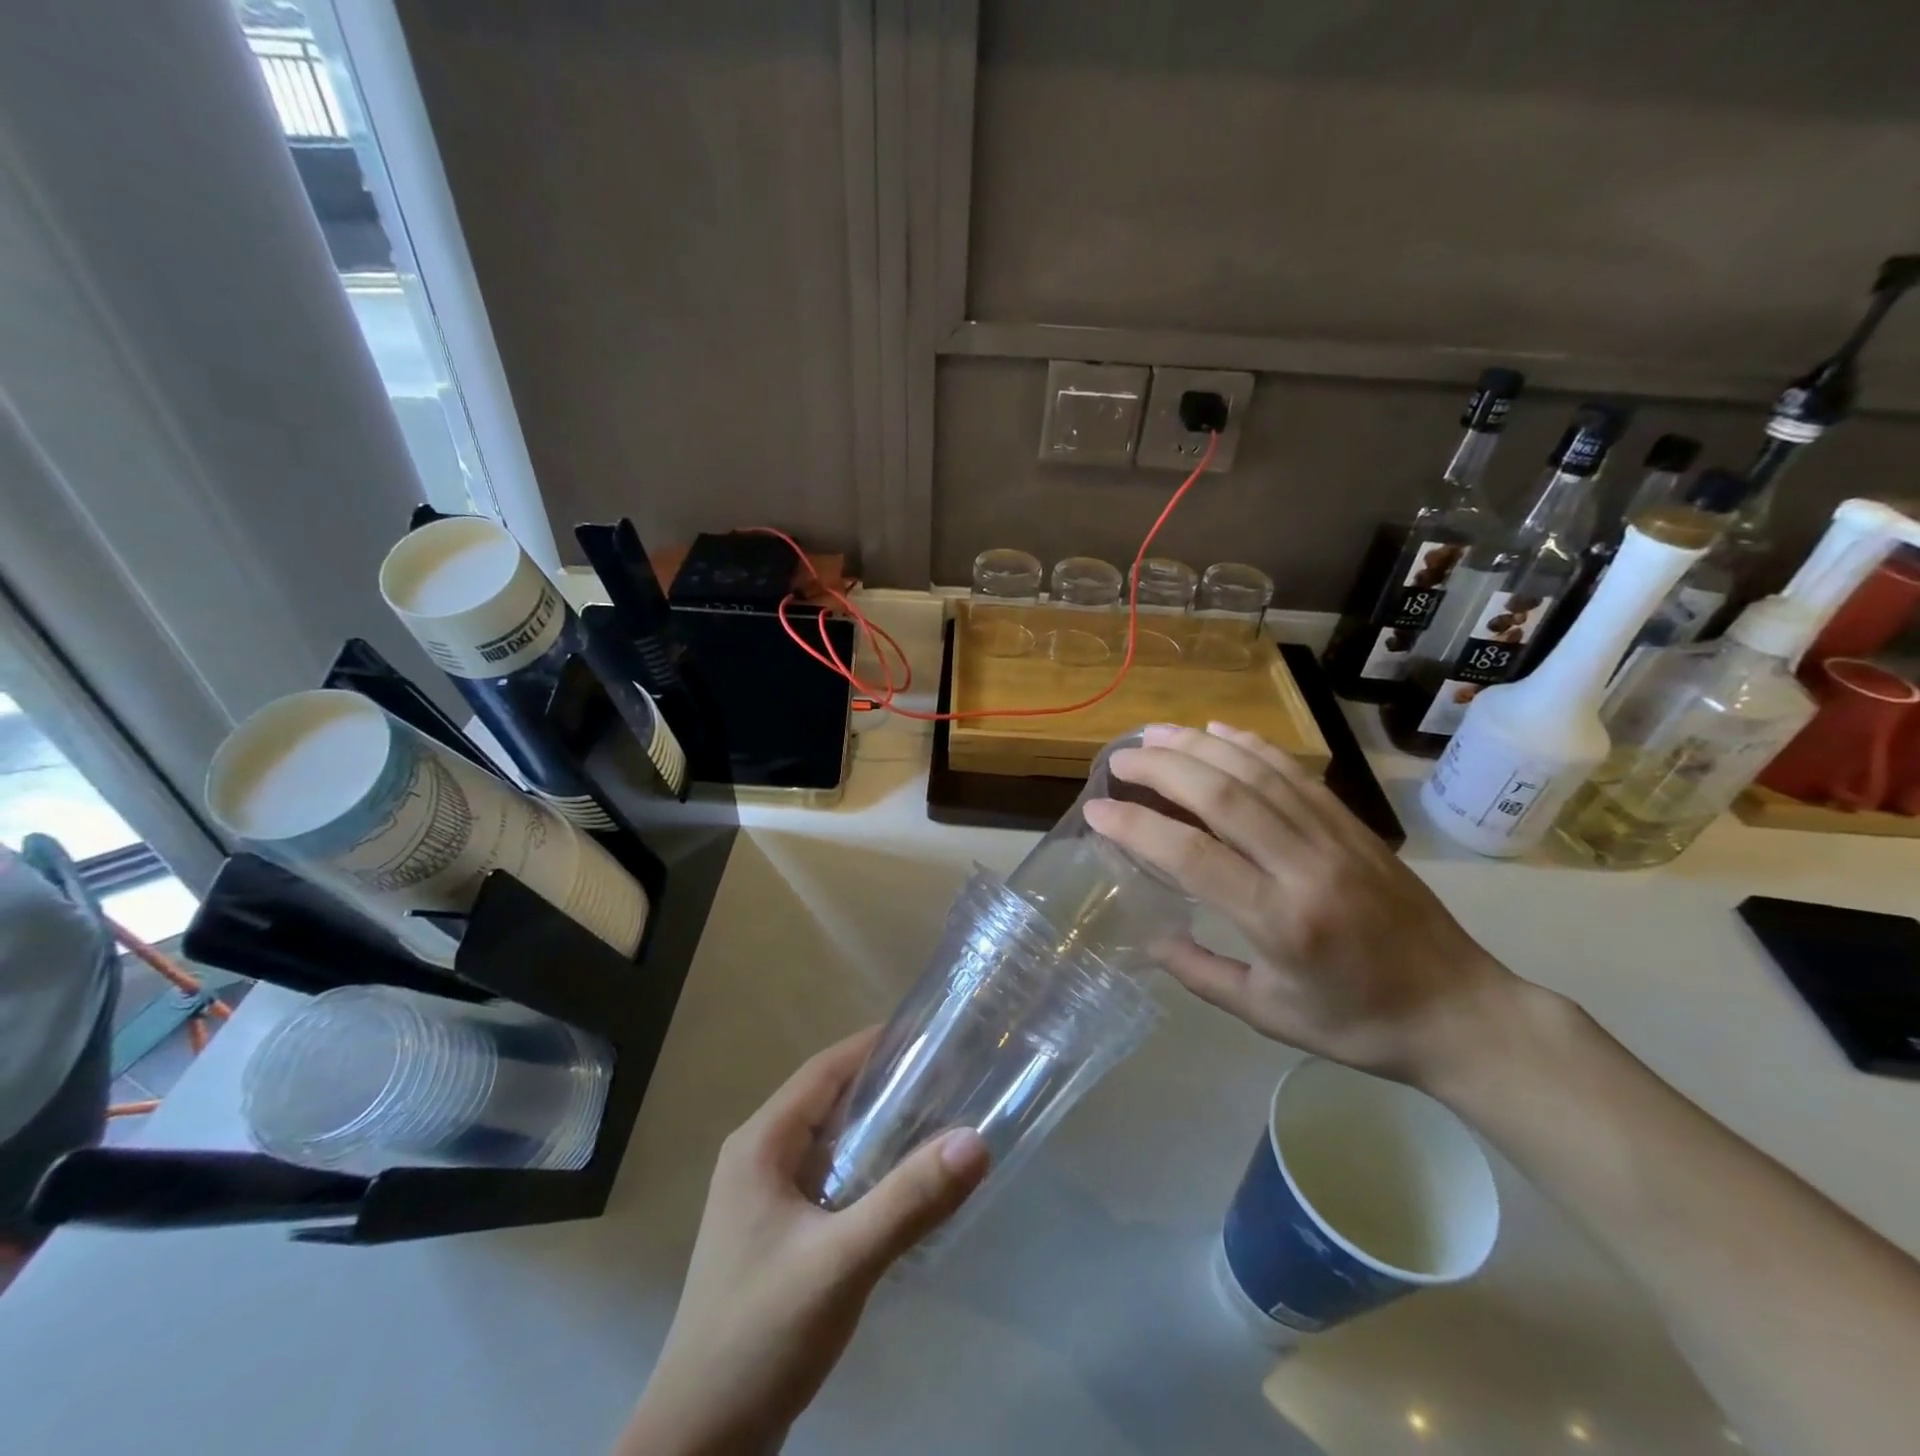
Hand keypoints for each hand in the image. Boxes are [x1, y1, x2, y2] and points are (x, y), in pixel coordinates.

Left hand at [618, 1029, 989, 1455]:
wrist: (702, 1441)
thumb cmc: (761, 1333)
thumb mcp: (841, 1262)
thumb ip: (908, 1200)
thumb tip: (976, 1140)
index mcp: (761, 1143)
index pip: (825, 1069)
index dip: (875, 1046)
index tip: (930, 1035)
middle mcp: (759, 1157)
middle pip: (830, 1100)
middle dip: (885, 1084)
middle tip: (949, 1076)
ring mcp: (765, 1197)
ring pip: (832, 1141)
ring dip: (879, 1128)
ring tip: (939, 1119)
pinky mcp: (779, 1232)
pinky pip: (831, 1177)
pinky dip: (868, 1167)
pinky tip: (905, 1182)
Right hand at [1082, 722, 1520, 1091]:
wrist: (1461, 1012)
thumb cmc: (1357, 1023)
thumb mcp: (1268, 1015)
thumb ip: (1199, 973)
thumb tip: (1147, 937)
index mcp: (1280, 922)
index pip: (1191, 856)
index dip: (1136, 826)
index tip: (1096, 811)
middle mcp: (1306, 866)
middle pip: (1222, 795)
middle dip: (1161, 768)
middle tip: (1119, 759)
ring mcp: (1335, 837)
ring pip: (1257, 772)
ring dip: (1200, 745)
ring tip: (1154, 733)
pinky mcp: (1353, 825)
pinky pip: (1295, 772)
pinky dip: (1252, 745)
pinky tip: (1219, 731)